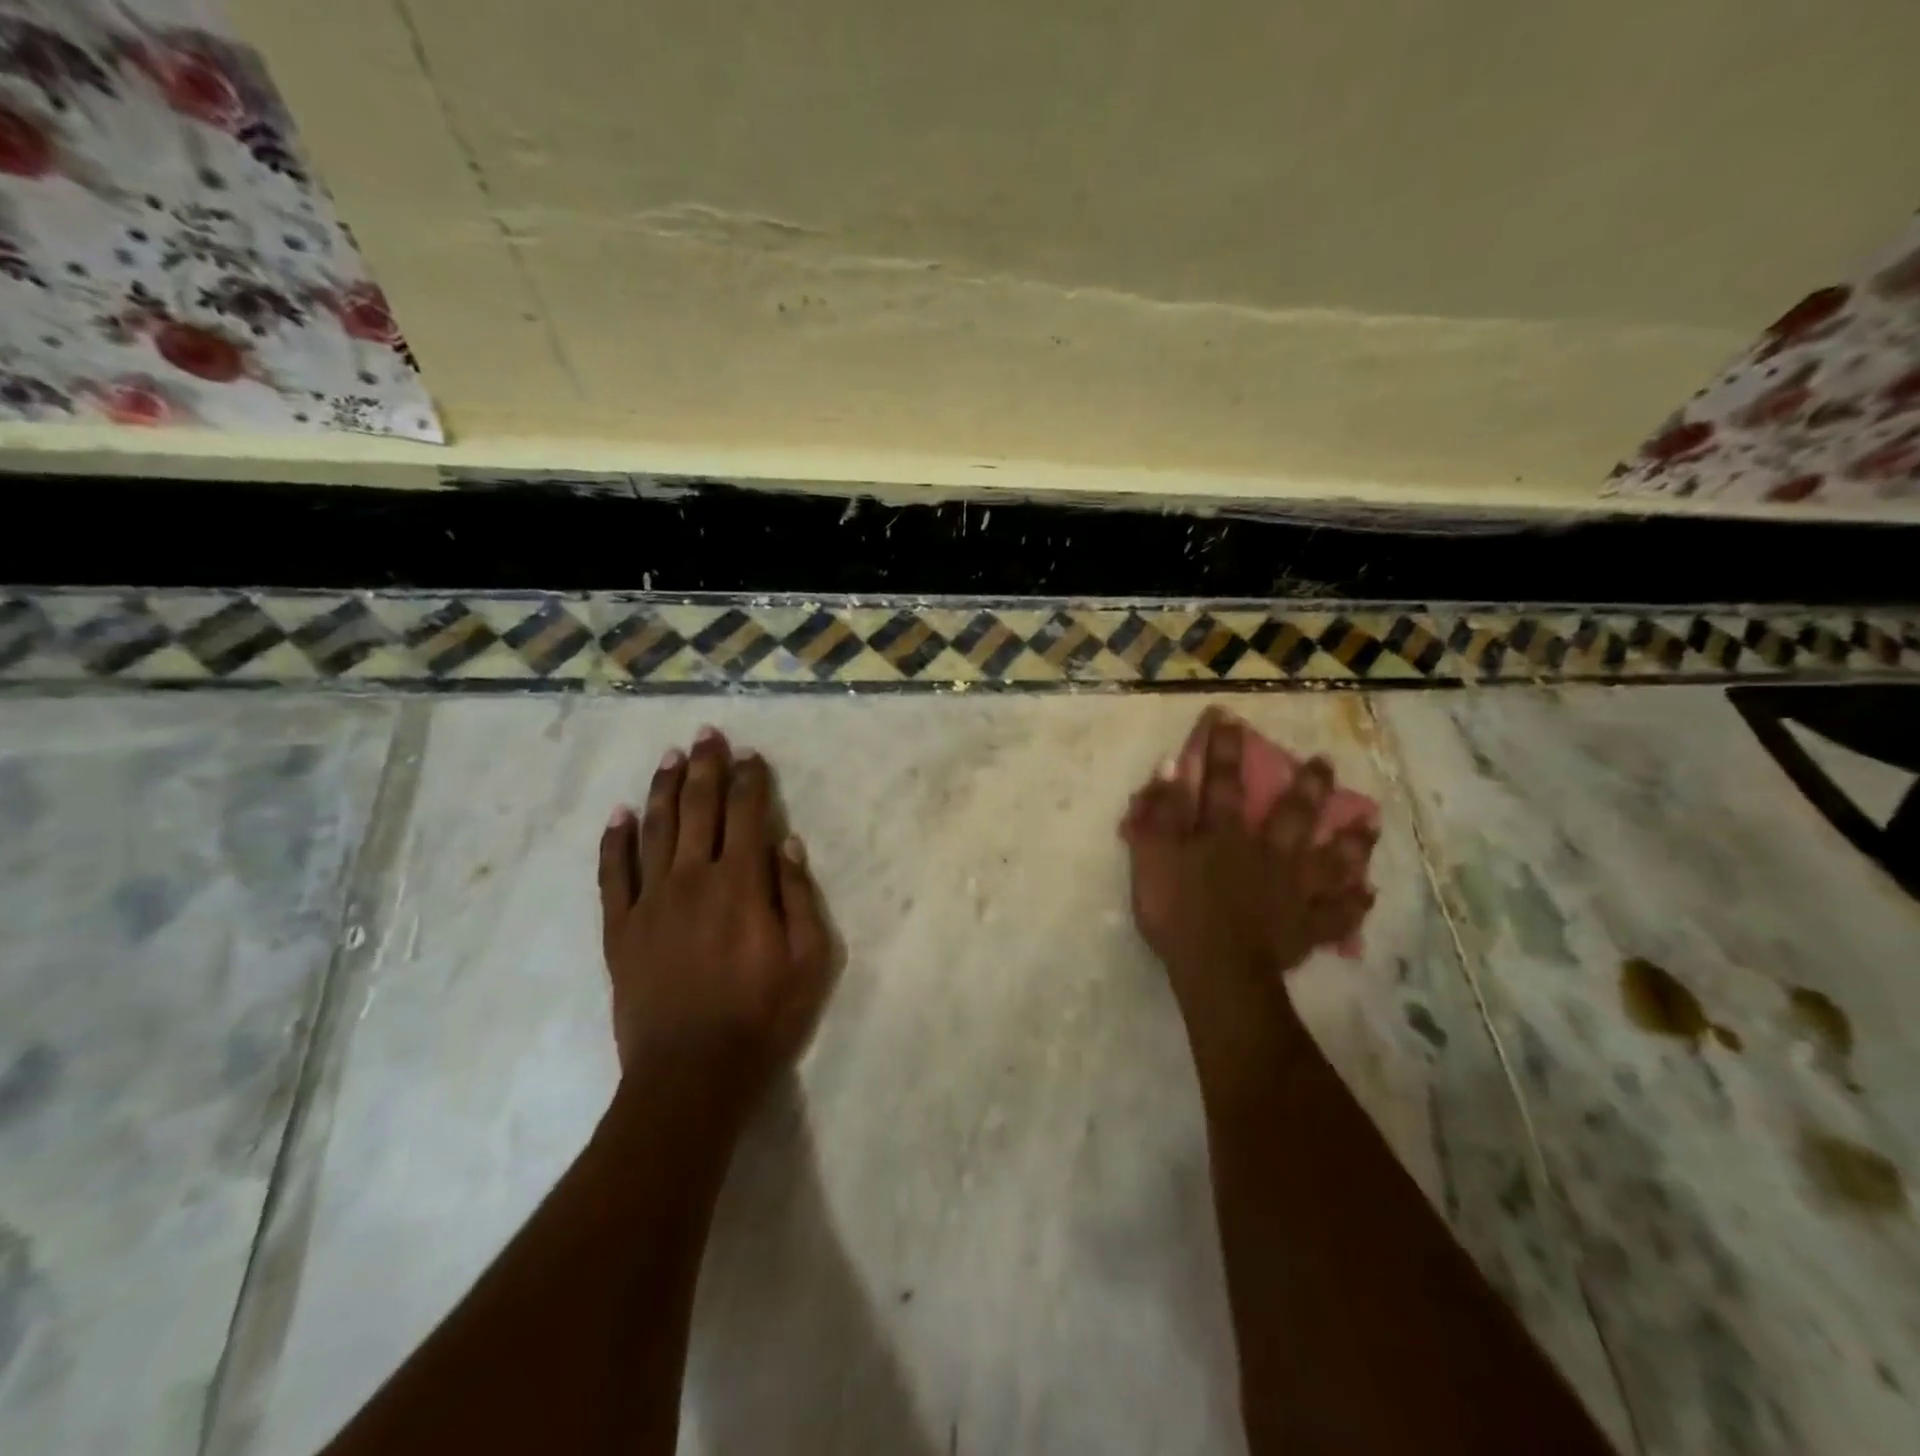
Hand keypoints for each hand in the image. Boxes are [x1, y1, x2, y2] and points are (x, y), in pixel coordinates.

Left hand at [597, 727, 835, 1126]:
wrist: (691, 1075)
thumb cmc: (763, 1017)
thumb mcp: (809, 959)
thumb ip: (799, 895)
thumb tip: (787, 842)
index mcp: (742, 883)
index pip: (747, 814)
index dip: (750, 780)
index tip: (750, 754)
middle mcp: (693, 879)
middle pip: (699, 808)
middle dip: (705, 767)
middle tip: (706, 734)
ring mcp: (651, 902)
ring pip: (655, 829)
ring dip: (663, 788)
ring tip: (669, 757)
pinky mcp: (620, 929)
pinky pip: (613, 874)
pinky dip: (615, 841)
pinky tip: (619, 815)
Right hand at [1122, 708, 1376, 1008]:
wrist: (1216, 969)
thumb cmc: (1177, 911)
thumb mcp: (1153, 856)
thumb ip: (1161, 811)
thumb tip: (1172, 765)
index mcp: (1226, 835)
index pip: (1223, 782)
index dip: (1225, 749)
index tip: (1231, 717)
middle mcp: (1268, 853)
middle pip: (1293, 814)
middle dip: (1308, 786)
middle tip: (1325, 763)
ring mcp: (1295, 891)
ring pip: (1330, 860)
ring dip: (1351, 841)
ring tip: (1370, 824)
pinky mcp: (1308, 927)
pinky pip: (1338, 915)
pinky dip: (1353, 905)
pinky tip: (1368, 895)